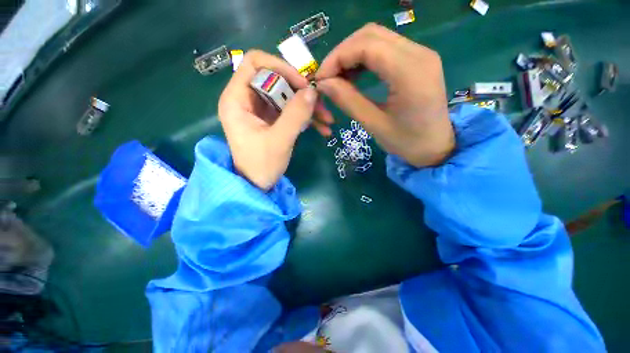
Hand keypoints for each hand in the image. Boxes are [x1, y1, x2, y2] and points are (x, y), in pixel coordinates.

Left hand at [218, 50, 333, 190]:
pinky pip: (289, 110)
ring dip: (308, 106)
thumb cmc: (261, 166)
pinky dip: (306, 117)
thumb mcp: (279, 140)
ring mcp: (260, 110)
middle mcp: (247, 99)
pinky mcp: (271, 120)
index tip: (303, 84)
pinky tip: (322, 128)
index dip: (281, 67)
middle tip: (321, 104)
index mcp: (237, 99)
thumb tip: (313, 91)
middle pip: (276, 80)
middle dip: (301, 91)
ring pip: (287, 96)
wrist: (257, 186)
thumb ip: (296, 115)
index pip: (256, 63)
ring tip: (328, 120)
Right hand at [315, 23, 453, 166]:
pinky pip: (385, 48)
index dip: (337, 58)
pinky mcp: (417, 59)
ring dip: (352, 54)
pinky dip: (364, 58)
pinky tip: (354, 75)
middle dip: (342, 54)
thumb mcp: (374, 125)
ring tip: (338, 78)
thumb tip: (323, 83)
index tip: (321, 79)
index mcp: (410, 72)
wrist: (436, 146)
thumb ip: (348, 101)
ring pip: (376, 38)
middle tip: (327, 78)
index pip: (366, 46)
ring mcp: (420, 53)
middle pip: (370, 35)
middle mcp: (419, 53)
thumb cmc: (407, 142)